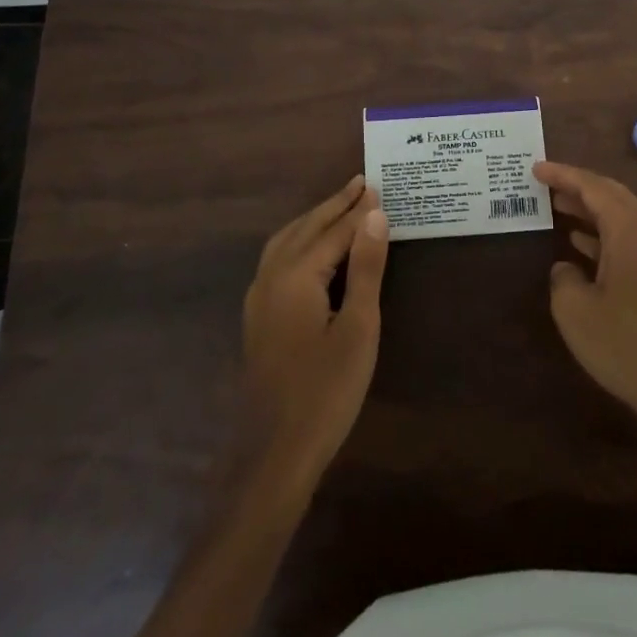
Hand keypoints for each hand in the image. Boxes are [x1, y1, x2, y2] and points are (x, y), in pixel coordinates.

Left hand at [242, 175, 389, 483]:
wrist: (275, 453)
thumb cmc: (325, 391)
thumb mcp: (358, 327)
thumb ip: (365, 268)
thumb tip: (375, 216)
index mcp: (295, 275)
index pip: (334, 231)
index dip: (359, 210)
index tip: (378, 186)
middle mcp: (271, 276)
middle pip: (306, 228)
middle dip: (334, 205)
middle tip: (361, 183)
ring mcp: (259, 297)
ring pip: (287, 240)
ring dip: (314, 219)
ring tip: (340, 206)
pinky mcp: (258, 316)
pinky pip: (278, 258)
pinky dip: (300, 240)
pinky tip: (310, 248)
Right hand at [537, 160, 636, 443]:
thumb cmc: (626, 345)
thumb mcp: (575, 310)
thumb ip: (563, 277)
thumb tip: (567, 268)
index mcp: (632, 231)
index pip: (595, 188)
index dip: (564, 175)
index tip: (536, 168)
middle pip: (613, 197)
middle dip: (578, 187)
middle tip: (546, 182)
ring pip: (623, 218)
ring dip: (590, 211)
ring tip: (557, 207)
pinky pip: (630, 240)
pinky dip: (604, 235)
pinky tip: (581, 246)